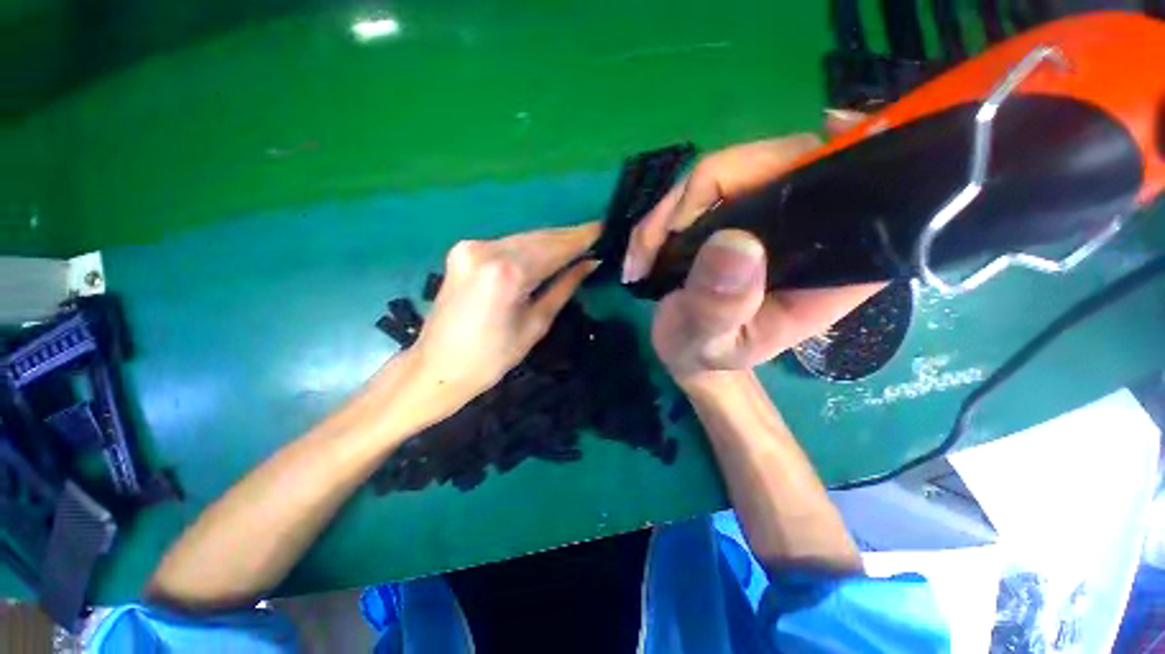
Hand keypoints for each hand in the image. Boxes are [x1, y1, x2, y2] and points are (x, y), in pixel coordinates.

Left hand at [409, 222, 600, 405]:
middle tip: (595, 237)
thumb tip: (589, 264)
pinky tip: (546, 253)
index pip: (554, 248)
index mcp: (507, 273)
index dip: (581, 239)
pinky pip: (507, 244)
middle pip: (538, 237)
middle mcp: (487, 250)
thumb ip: (563, 287)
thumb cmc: (492, 358)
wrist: (437, 366)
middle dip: (568, 237)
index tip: (604, 230)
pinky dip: (530, 247)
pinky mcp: (463, 251)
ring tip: (576, 245)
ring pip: (523, 238)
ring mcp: (471, 247)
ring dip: (550, 242)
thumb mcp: (535, 324)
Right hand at [623, 120, 880, 382]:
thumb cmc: (704, 355)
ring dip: (670, 210)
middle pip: (780, 164)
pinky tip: (644, 249)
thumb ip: (720, 307)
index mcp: (827, 273)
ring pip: (729, 171)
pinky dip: (664, 215)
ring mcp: (767, 218)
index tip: (804, 146)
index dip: (849, 155)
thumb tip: (735, 243)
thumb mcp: (709, 343)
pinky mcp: (735, 214)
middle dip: (701, 193)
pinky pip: (700, 188)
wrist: (685, 350)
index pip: (865, 196)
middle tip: (654, 242)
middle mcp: (807, 234)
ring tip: (641, 257)